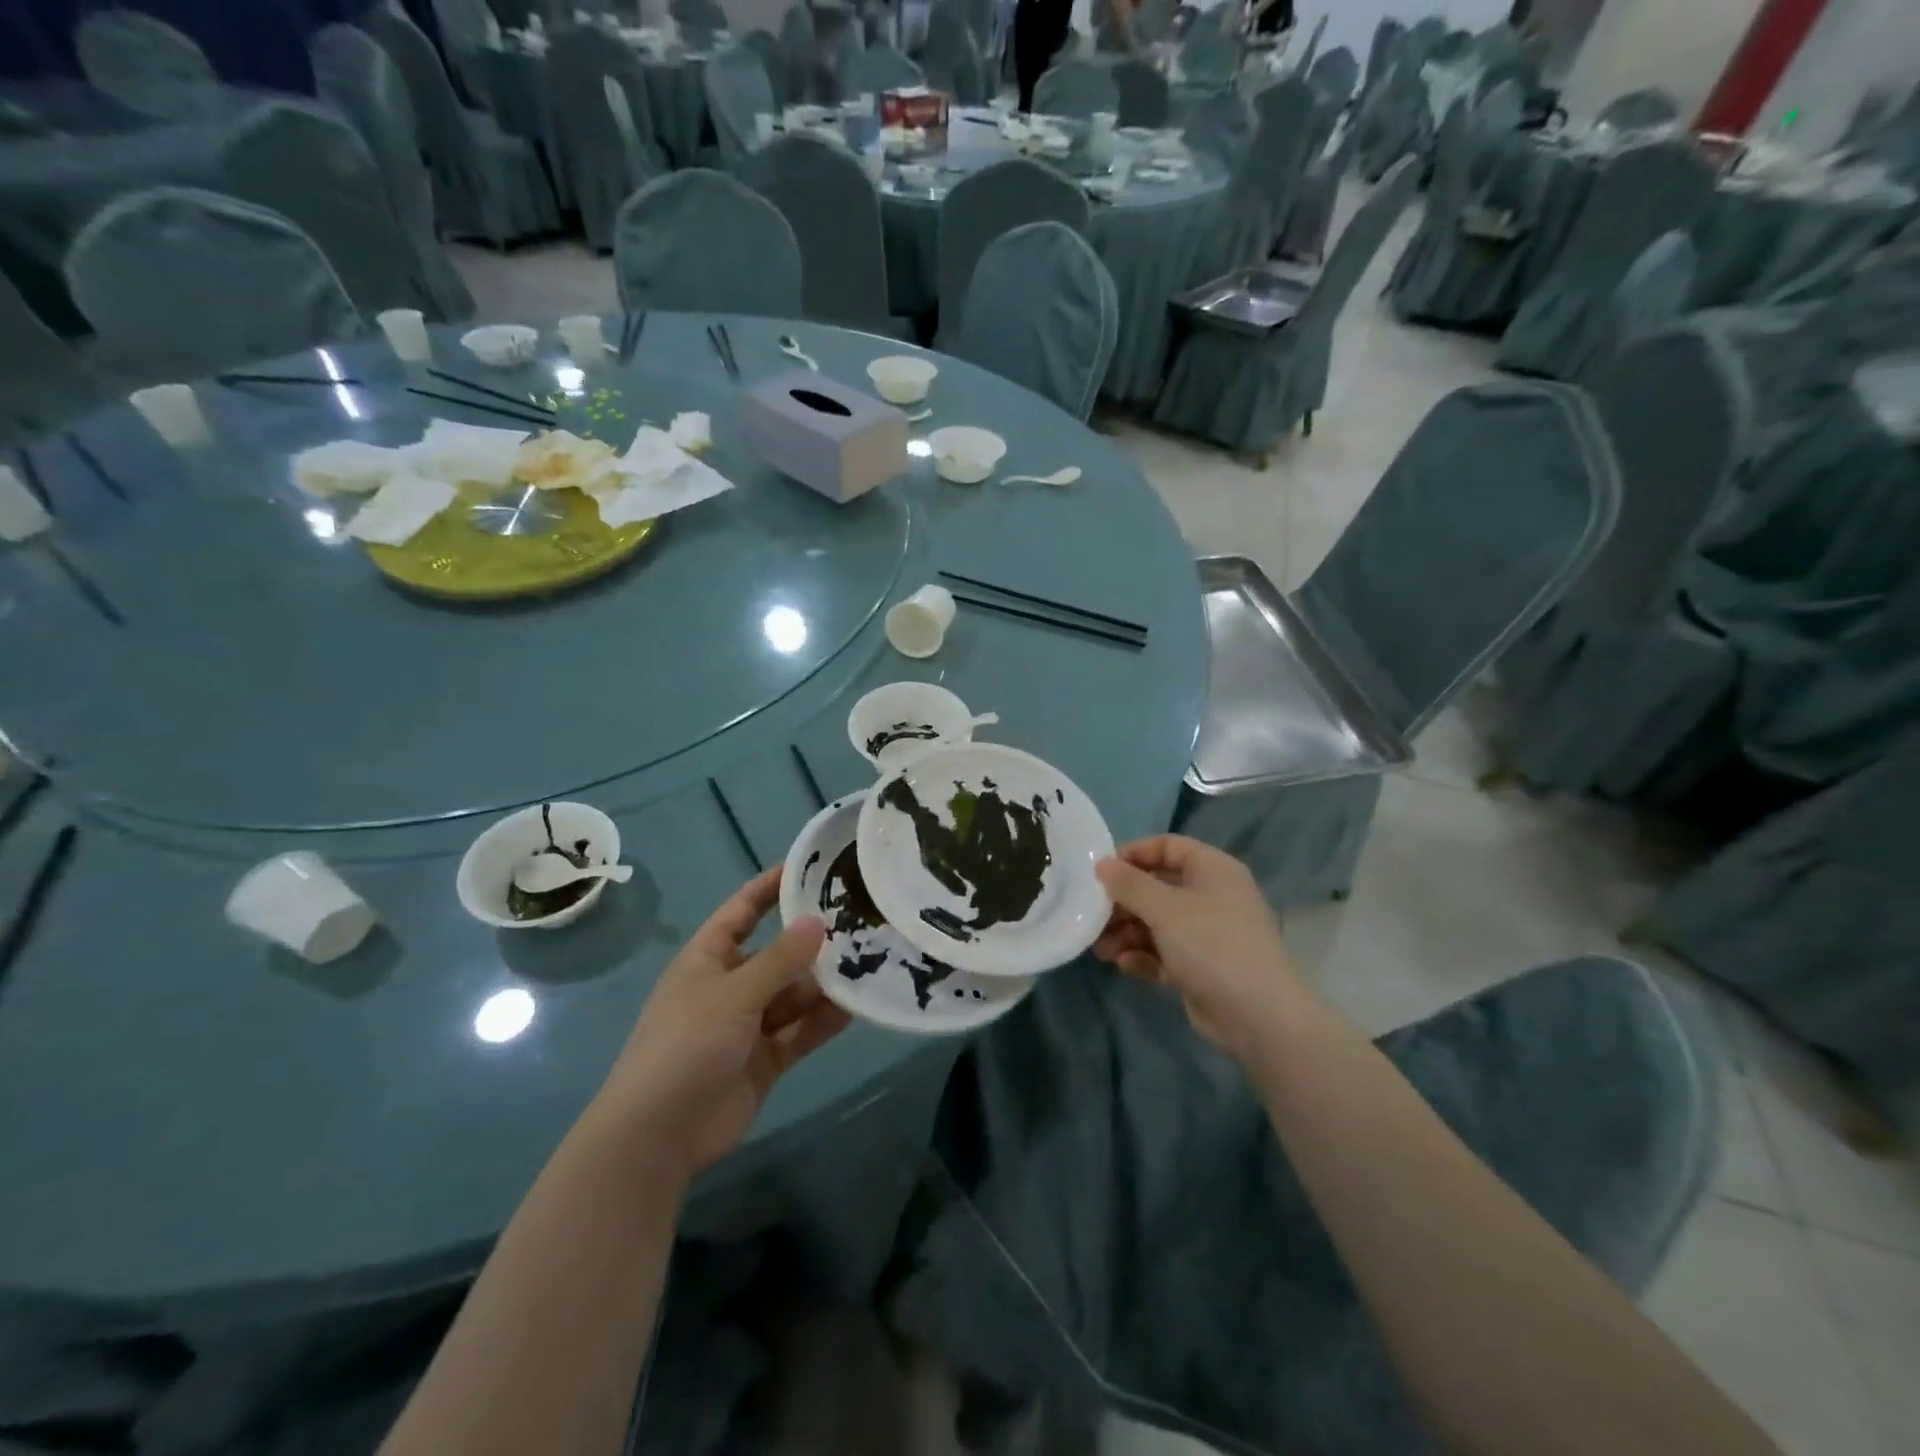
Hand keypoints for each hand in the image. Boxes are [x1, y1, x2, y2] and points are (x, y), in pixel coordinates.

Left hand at [594, 868, 847, 1178]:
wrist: (658, 1136)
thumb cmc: (685, 1046)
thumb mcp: (733, 994)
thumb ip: (779, 960)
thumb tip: (818, 920)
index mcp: (708, 959)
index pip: (742, 911)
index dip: (770, 888)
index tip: (809, 867)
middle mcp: (731, 985)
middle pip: (778, 954)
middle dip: (813, 942)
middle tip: (861, 922)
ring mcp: (749, 1024)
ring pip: (794, 994)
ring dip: (826, 984)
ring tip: (871, 963)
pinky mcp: (766, 1059)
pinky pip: (801, 1030)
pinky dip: (825, 1020)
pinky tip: (859, 1006)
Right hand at [1093, 835, 1303, 1059]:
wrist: (1258, 1016)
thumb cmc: (1211, 944)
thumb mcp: (1164, 908)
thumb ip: (1129, 884)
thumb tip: (1102, 864)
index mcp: (1212, 870)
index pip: (1168, 846)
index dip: (1134, 854)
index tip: (1102, 871)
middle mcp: (1211, 896)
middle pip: (1157, 887)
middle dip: (1123, 903)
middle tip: (1094, 916)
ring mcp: (1207, 934)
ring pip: (1156, 923)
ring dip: (1127, 933)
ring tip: (1102, 949)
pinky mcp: (1200, 967)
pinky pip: (1164, 953)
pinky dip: (1143, 956)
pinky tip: (1126, 966)